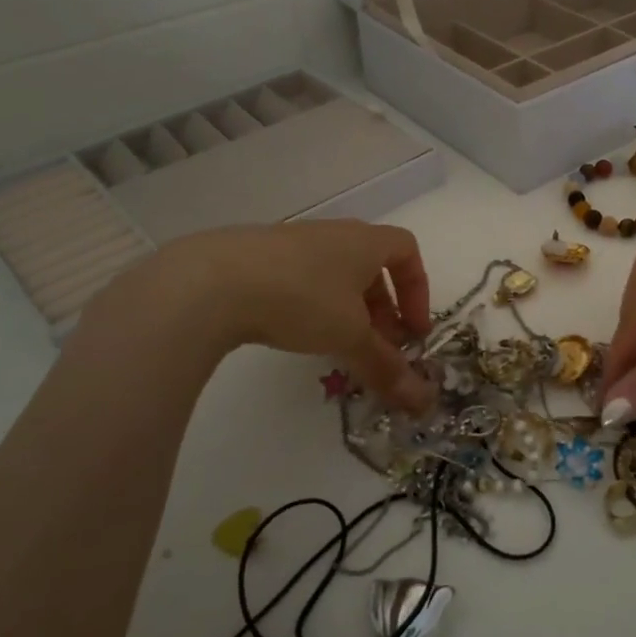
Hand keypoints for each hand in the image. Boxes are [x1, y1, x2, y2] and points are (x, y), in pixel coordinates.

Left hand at [91, 221, 435, 411]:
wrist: (212, 281)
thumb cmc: (301, 297)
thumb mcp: (350, 335)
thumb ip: (386, 365)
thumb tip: (423, 402)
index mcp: (364, 241)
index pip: (406, 250)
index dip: (418, 290)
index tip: (413, 329)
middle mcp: (334, 234)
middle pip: (371, 266)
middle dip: (383, 309)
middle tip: (379, 347)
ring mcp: (294, 243)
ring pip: (335, 275)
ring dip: (348, 310)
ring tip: (339, 346)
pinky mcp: (259, 258)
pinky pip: (302, 279)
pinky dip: (314, 306)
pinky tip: (296, 334)